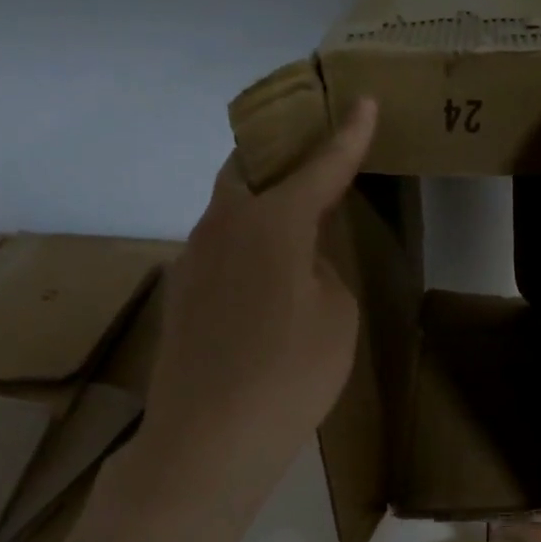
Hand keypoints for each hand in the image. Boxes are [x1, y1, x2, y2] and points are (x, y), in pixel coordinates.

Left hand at [115, 99, 376, 531]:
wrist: (208, 440)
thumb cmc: (289, 376)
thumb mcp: (336, 319)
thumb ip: (324, 272)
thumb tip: (300, 261)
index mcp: (271, 222)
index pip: (318, 166)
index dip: (346, 136)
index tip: (362, 101)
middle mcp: (222, 225)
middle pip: (249, 168)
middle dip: (282, 152)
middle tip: (311, 152)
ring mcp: (191, 259)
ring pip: (228, 208)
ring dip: (261, 201)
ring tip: (292, 218)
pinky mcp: (179, 294)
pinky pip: (217, 248)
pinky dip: (245, 244)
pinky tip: (263, 279)